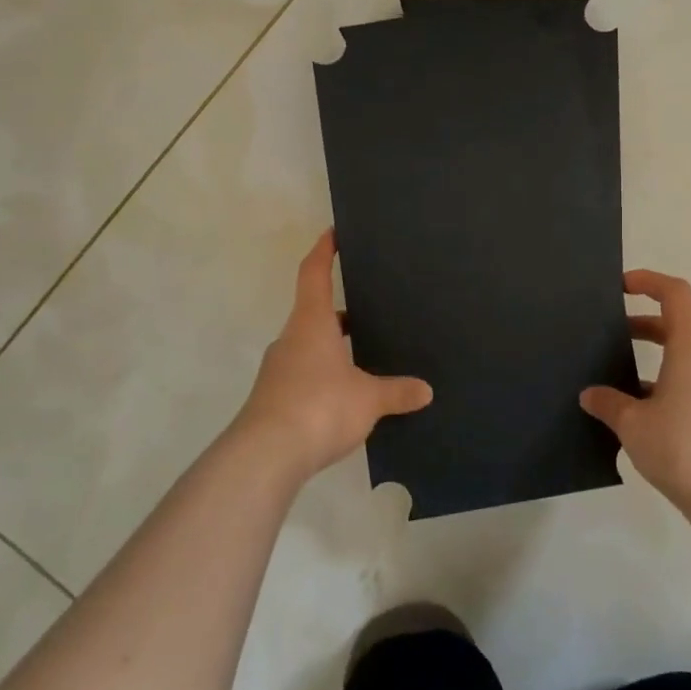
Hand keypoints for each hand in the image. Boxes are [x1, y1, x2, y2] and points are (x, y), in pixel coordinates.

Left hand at [233, 230, 432, 481]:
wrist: (264, 456)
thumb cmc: (319, 407)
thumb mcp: (368, 399)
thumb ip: (396, 391)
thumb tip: (425, 391)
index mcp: (311, 323)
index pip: (314, 273)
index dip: (324, 250)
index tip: (333, 232)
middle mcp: (291, 339)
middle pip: (314, 311)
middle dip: (341, 310)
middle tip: (371, 309)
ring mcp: (279, 369)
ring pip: (309, 345)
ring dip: (333, 347)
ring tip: (365, 357)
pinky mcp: (274, 399)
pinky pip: (304, 374)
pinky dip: (324, 375)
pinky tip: (345, 396)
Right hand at [580, 270, 690, 511]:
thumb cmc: (685, 447)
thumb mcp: (634, 424)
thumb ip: (609, 404)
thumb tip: (590, 395)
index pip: (675, 295)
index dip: (649, 281)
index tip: (620, 287)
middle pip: (676, 327)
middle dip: (641, 325)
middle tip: (607, 336)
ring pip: (681, 361)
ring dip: (650, 362)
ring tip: (613, 381)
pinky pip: (686, 389)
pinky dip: (660, 390)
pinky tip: (635, 419)